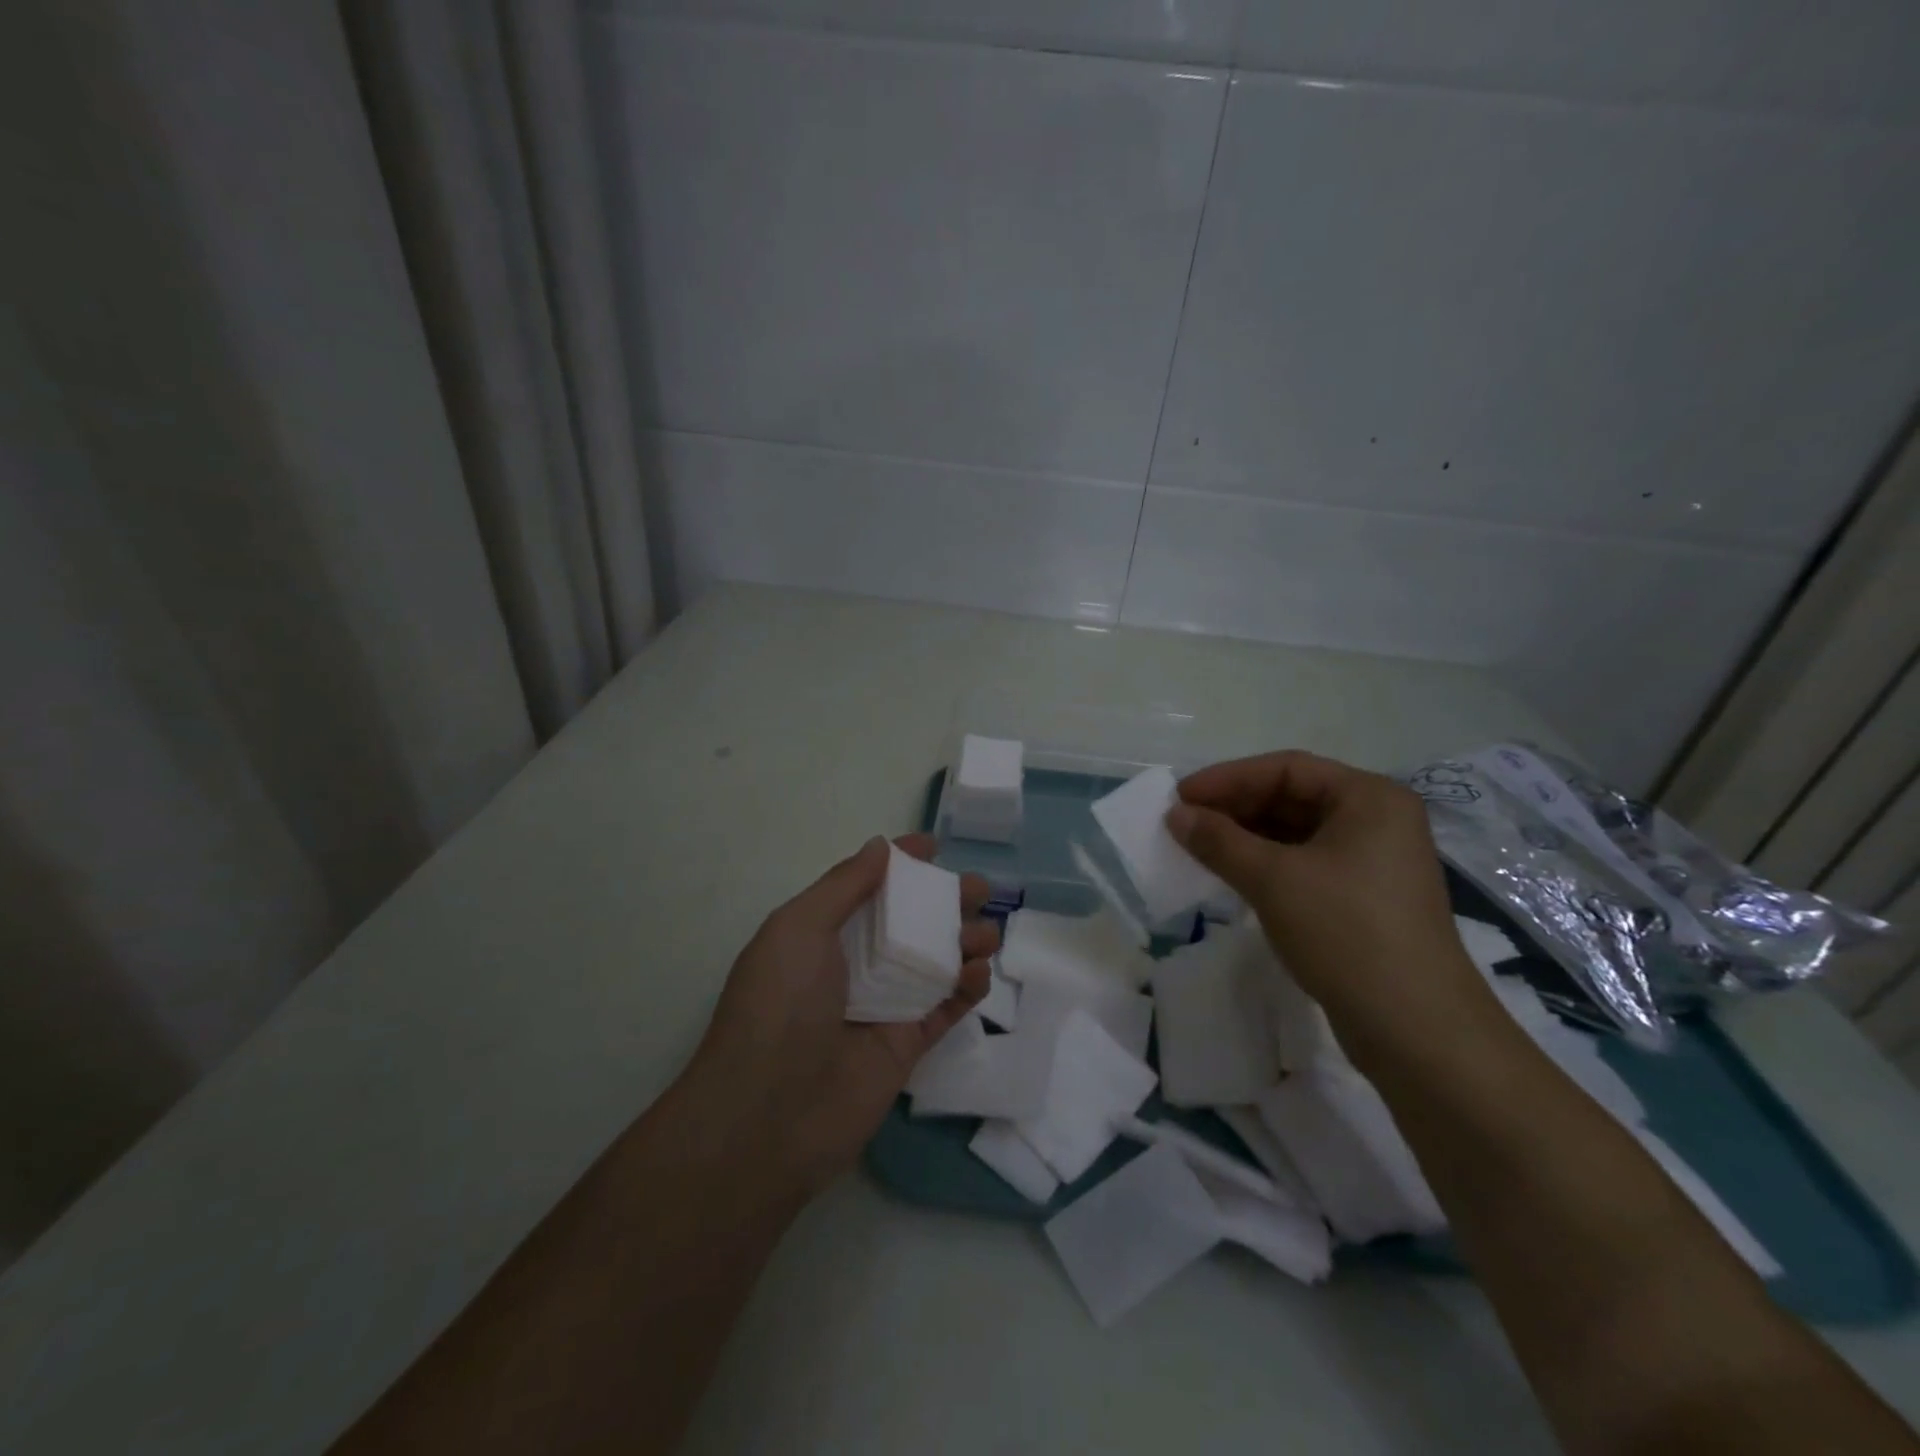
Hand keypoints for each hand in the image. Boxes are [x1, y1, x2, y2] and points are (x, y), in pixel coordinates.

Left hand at [688, 834, 995, 1193]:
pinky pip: (946, 1007)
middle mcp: (855, 964)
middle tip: (979, 890)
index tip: (933, 846)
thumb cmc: (779, 1006)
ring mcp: (884, 1004)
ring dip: (965, 940)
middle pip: (910, 922)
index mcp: (823, 932)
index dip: (900, 865)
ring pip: (935, 960)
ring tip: (985, 934)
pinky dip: (968, 986)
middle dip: (946, 900)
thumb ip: (844, 885)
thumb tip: (880, 846)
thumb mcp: (799, 929)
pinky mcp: (908, 1044)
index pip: (869, 887)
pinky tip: (979, 973)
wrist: (769, 1117)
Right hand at [1166, 751, 1489, 1046]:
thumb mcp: (1272, 879)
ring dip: (1246, 837)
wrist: (1415, 1028)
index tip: (1180, 797)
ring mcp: (1374, 861)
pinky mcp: (1365, 898)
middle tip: (1184, 823)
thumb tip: (1175, 815)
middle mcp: (1378, 820)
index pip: (1287, 769)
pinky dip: (1266, 864)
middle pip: (1293, 797)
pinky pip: (1305, 863)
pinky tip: (1232, 875)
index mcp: (1369, 798)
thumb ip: (1219, 840)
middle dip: (1235, 808)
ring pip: (1296, 833)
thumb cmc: (1345, 932)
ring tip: (1199, 848)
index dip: (1228, 779)